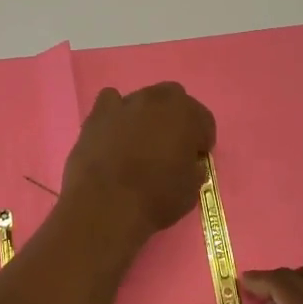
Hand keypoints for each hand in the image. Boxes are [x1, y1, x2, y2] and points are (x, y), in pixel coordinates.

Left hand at [60, 83, 215, 244]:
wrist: (107, 205)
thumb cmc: (156, 199)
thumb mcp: (191, 190)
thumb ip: (194, 168)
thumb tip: (189, 163)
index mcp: (187, 115)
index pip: (204, 119)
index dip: (201, 140)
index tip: (195, 158)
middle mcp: (158, 100)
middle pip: (173, 98)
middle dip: (175, 118)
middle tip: (169, 145)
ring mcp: (126, 103)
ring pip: (142, 98)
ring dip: (145, 114)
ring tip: (138, 142)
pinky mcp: (98, 113)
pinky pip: (110, 101)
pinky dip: (115, 113)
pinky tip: (113, 133)